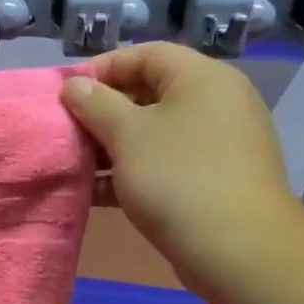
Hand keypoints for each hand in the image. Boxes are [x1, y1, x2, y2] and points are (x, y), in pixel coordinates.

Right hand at [61, 42, 303, 290]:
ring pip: (155, 133)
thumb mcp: (127, 134)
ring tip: (77, 163)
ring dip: (113, 145)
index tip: (66, 94)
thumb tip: (75, 85)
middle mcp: (217, 102)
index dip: (102, 69)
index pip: (145, 55)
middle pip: (150, 93)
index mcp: (202, 78)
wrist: (236, 249)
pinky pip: (166, 163)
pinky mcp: (214, 179)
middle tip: (68, 131)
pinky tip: (98, 191)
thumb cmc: (177, 178)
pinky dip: (133, 171)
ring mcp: (219, 143)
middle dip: (104, 111)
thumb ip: (95, 104)